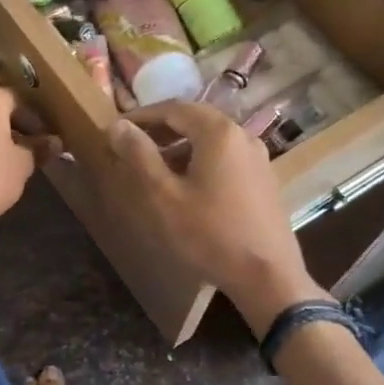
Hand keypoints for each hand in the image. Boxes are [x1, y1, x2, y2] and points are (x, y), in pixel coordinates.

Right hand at [106, 102, 325, 336]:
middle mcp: (243, 136)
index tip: (117, 130)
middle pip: (195, 121)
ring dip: (180, 148)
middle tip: (132, 147)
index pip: (174, 108)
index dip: (142, 116)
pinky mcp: (264, 181)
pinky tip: (187, 188)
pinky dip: (200, 162)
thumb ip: (139, 155)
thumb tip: (117, 125)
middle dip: (161, 130)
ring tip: (154, 170)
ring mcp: (258, 159)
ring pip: (211, 141)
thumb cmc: (209, 234)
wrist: (267, 276)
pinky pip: (225, 159)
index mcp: (219, 132)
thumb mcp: (163, 195)